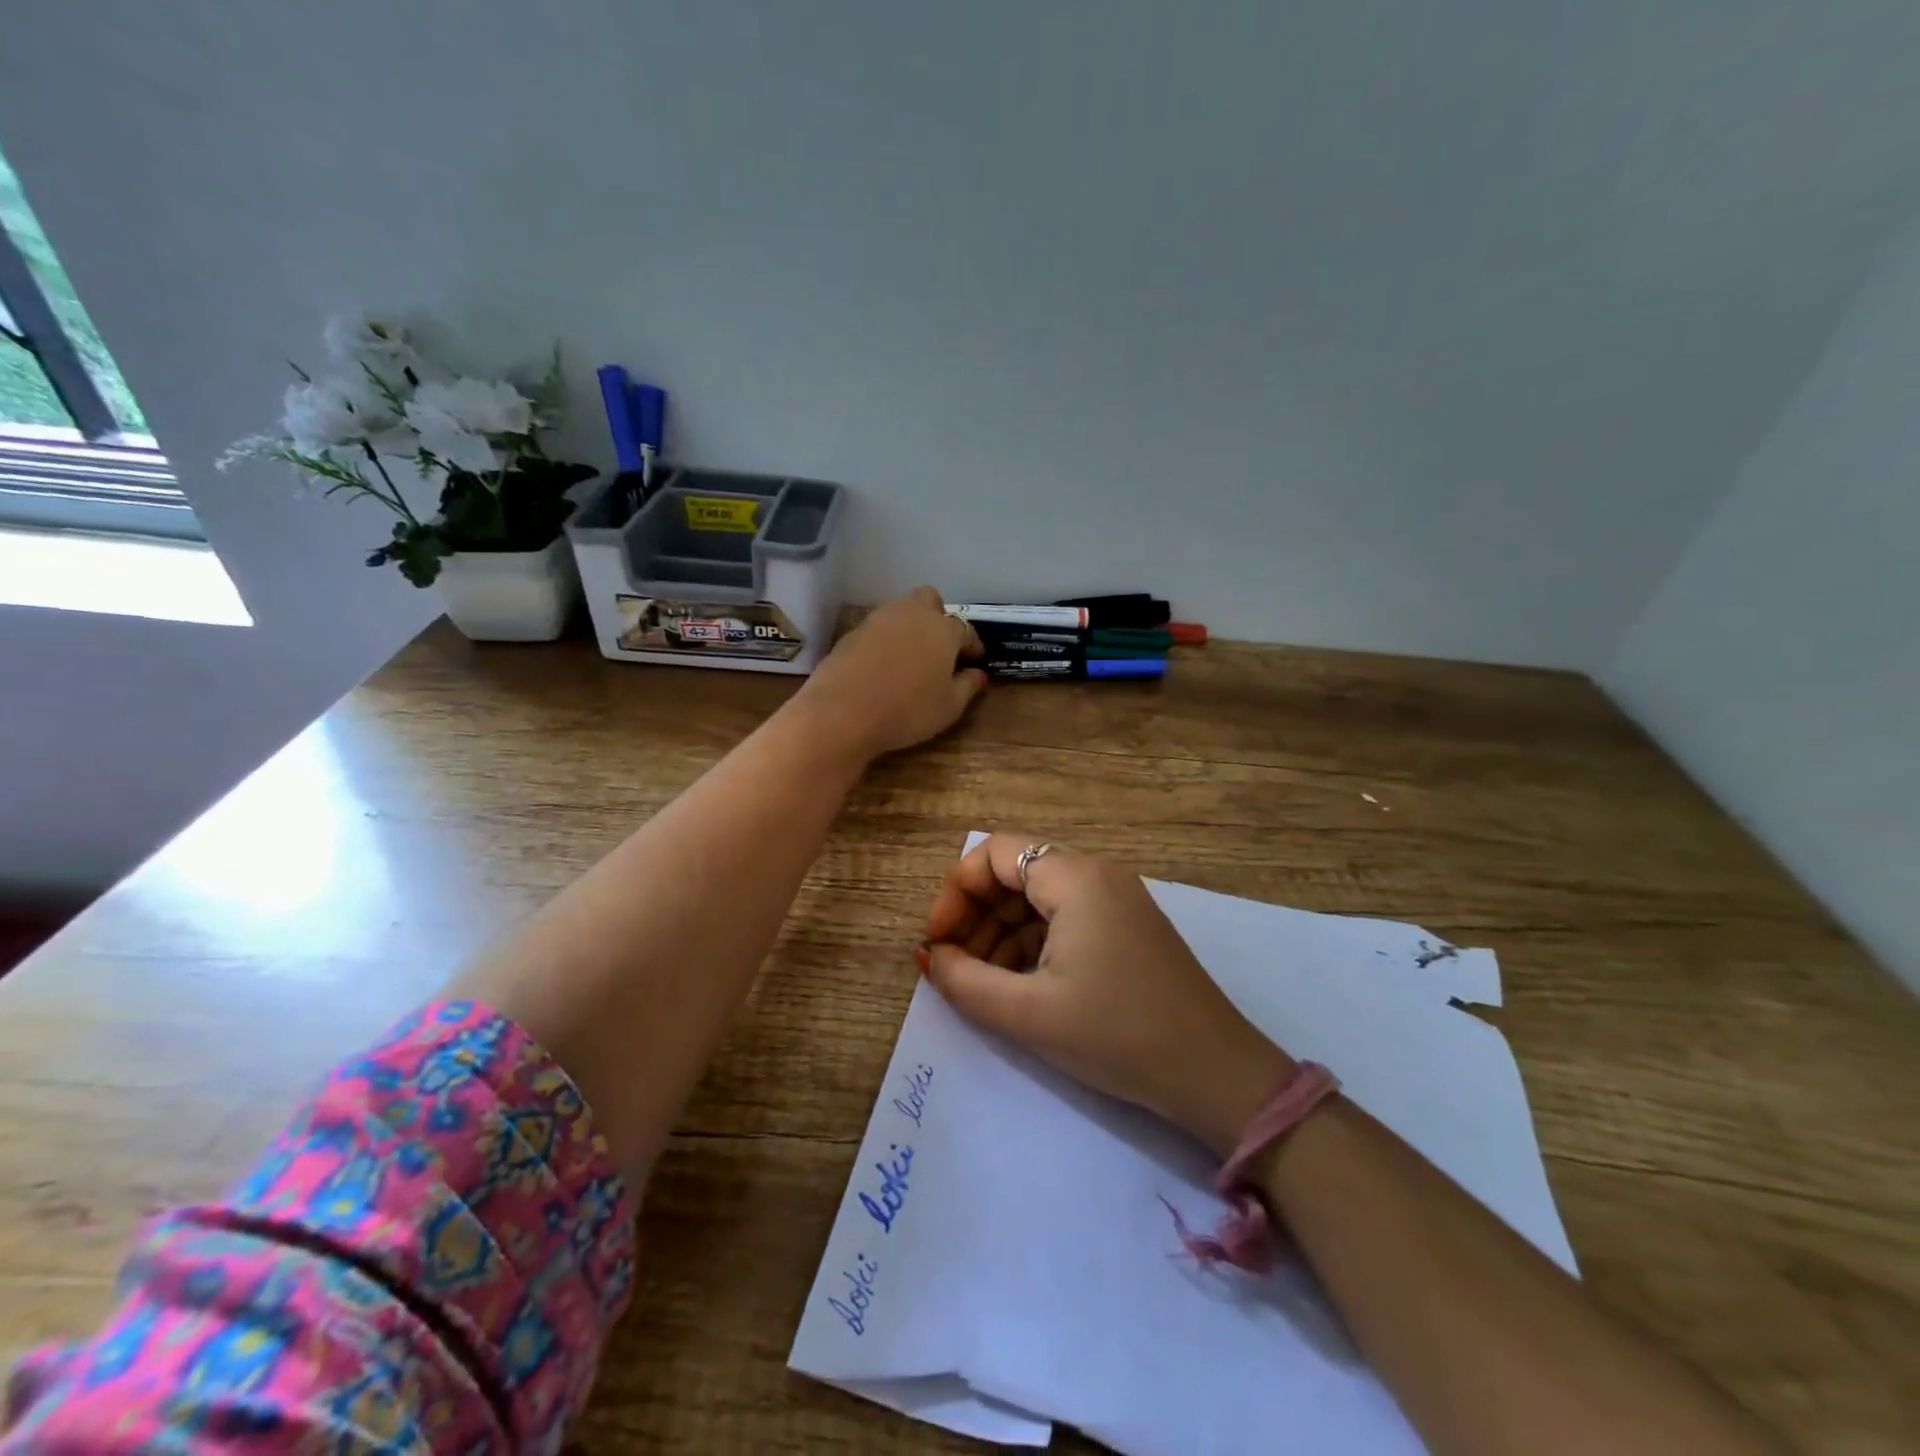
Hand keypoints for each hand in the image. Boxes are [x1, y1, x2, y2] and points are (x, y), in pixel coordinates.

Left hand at [792, 587, 987, 759]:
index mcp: (943, 630)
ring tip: (911, 657)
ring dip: (910, 627)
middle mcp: (912, 614)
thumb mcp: (949, 706)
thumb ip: (968, 686)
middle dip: (938, 618)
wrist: (842, 712)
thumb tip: (978, 674)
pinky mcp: (852, 632)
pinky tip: (883, 666)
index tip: (974, 661)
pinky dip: (885, 641)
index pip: (965, 630)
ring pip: (901, 611)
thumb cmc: (908, 710)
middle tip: (939, 648)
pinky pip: (878, 629)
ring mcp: (878, 620)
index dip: (972, 645)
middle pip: (930, 601)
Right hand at [918, 833, 1293, 1155]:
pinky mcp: (1128, 928)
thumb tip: (931, 957)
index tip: (937, 940)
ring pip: (1039, 900)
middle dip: (975, 916)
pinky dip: (1033, 945)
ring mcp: (1117, 901)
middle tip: (953, 967)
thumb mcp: (1029, 1013)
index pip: (995, 853)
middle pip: (1016, 874)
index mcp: (1075, 878)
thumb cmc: (1117, 1035)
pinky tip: (1019, 986)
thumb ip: (965, 981)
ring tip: (981, 984)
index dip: (956, 892)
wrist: (1215, 1074)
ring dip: (1001, 934)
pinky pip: (1065, 920)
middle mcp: (1097, 875)